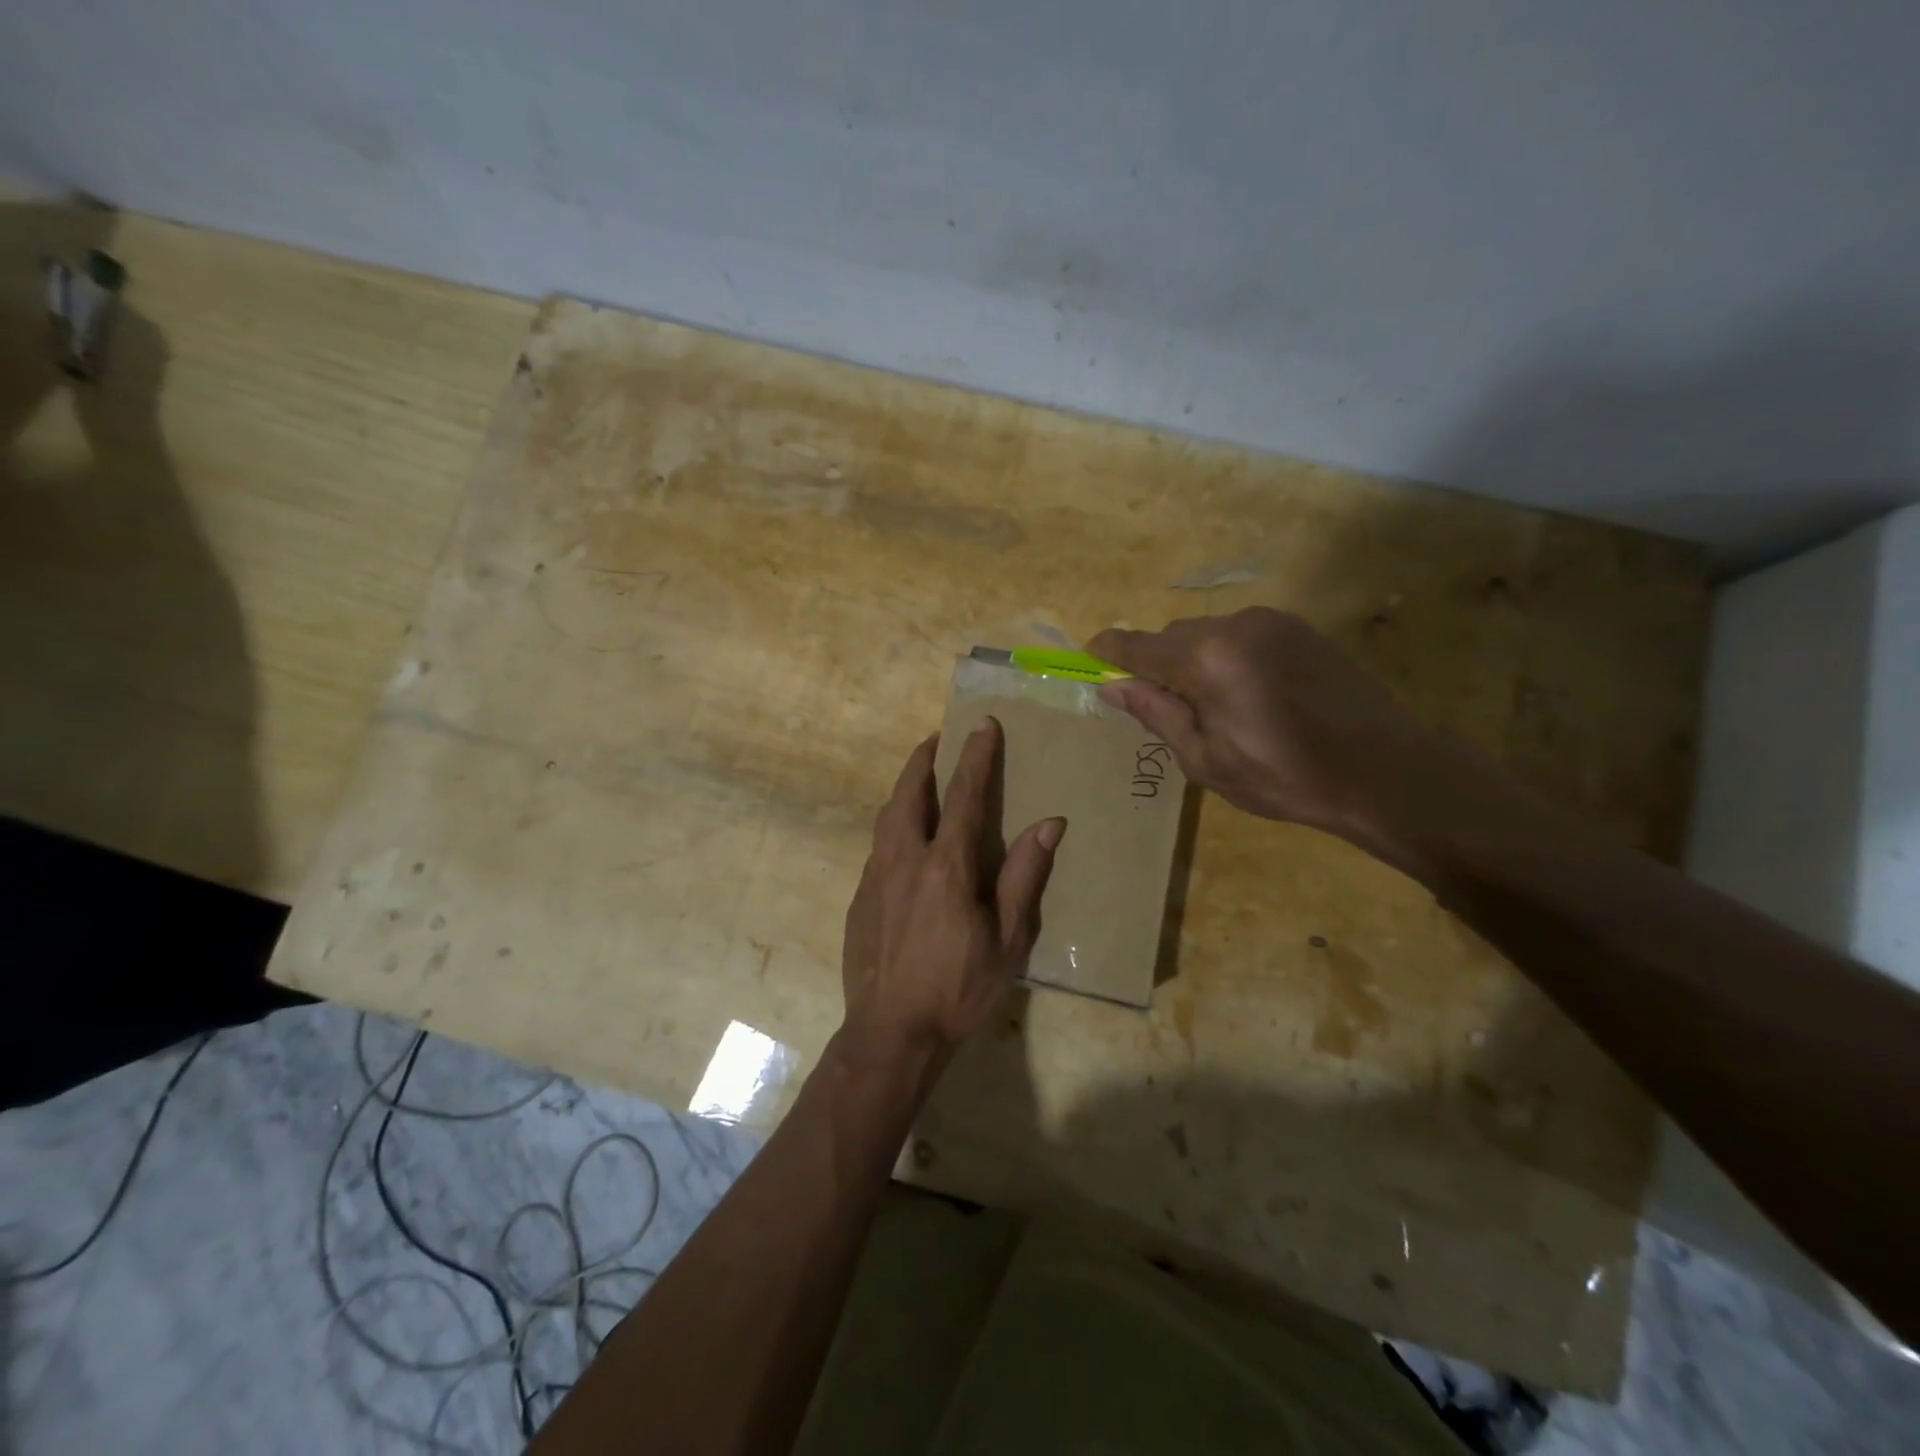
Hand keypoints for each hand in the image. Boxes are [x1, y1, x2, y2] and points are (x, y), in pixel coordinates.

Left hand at [840, 720, 1064, 1062]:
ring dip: (903, 789)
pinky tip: (903, 840)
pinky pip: (878, 847)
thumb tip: (1049, 823)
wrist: (891, 1033)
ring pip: (887, 817)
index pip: (964, 796)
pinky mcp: (859, 898)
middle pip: (909, 794)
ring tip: (918, 777)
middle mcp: (904, 860)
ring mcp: (875, 877)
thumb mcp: (1008, 940)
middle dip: (923, 760)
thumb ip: (1024, 876)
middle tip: (936, 739)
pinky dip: (893, 826)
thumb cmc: (958, 988)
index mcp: (946, 866)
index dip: (975, 757)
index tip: (981, 725)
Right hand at [1089, 608, 1474, 854]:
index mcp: (1208, 658)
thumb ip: (1156, 714)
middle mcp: (1237, 625)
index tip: (1089, 658)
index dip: (1110, 652)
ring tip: (1211, 709)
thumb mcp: (1206, 759)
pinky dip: (1227, 658)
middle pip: (1173, 636)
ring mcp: (1274, 622)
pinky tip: (1247, 696)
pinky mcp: (1301, 629)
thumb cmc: (1285, 776)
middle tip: (1160, 708)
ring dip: (1194, 661)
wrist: (1385, 772)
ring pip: (1208, 634)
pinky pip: (1242, 636)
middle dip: (1156, 664)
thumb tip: (1111, 687)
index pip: (1139, 646)